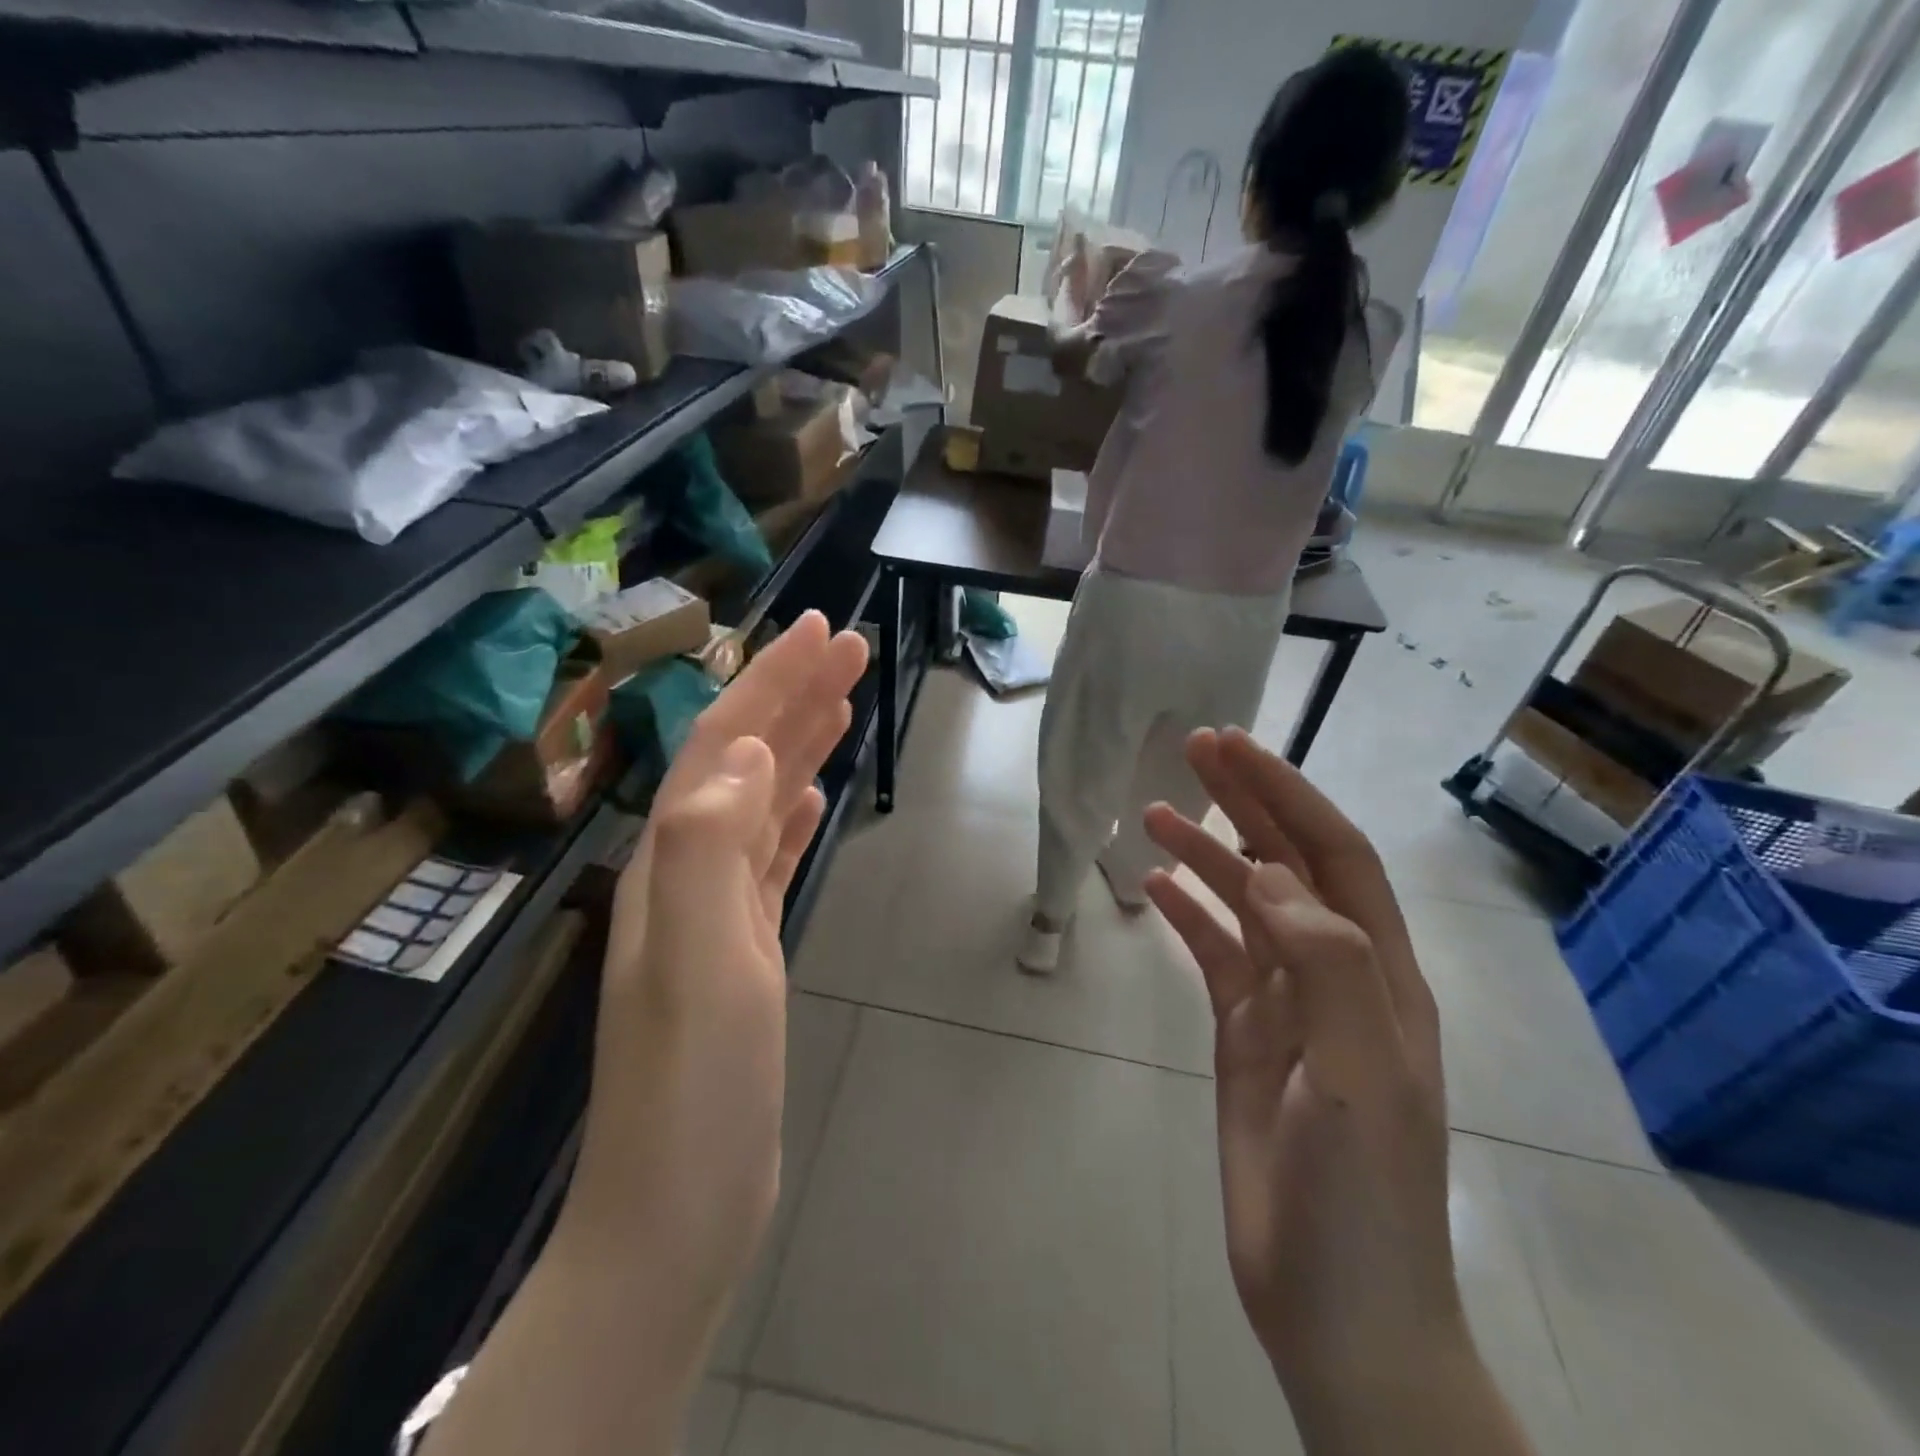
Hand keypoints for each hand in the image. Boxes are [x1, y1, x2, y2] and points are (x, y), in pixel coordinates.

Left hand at [563, 611, 868, 1319]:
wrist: (678, 1209)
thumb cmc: (694, 1085)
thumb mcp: (699, 956)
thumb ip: (710, 844)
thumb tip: (743, 749)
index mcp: (674, 860)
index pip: (725, 743)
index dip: (772, 680)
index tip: (825, 631)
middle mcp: (687, 871)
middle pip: (744, 760)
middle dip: (794, 695)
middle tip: (850, 647)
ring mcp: (715, 912)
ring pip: (760, 801)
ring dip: (798, 745)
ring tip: (841, 703)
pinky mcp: (742, 949)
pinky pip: (767, 857)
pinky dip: (790, 814)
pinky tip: (811, 796)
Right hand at [1142, 728, 1461, 1396]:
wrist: (1341, 1313)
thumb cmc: (1363, 1197)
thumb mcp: (1361, 1077)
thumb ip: (1326, 966)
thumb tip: (1271, 875)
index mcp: (1378, 975)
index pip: (1333, 856)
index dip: (1287, 795)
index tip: (1233, 749)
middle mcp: (1335, 973)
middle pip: (1289, 863)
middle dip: (1245, 800)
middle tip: (1193, 749)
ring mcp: (1287, 1004)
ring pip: (1246, 902)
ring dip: (1205, 851)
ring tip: (1152, 812)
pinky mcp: (1246, 1034)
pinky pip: (1216, 953)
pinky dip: (1188, 913)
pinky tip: (1154, 886)